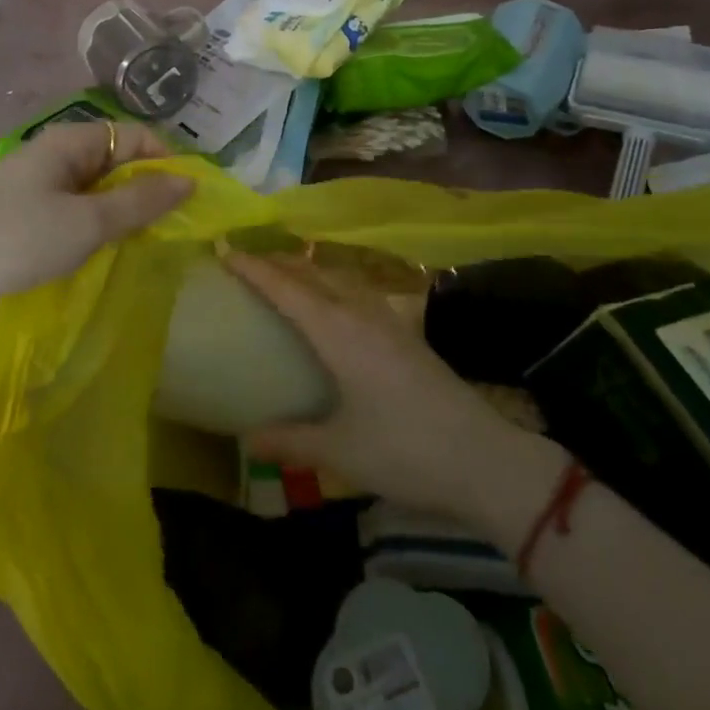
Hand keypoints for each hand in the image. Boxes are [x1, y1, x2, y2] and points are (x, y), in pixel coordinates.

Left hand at [0, 122, 192, 315]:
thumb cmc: (16, 238)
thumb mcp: (87, 222)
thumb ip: (140, 202)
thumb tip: (189, 181)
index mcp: (72, 141)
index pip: (136, 136)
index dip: (167, 161)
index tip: (189, 200)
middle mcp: (56, 154)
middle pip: (116, 161)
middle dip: (146, 190)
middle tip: (170, 229)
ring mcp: (37, 183)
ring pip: (95, 189)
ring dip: (120, 212)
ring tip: (141, 243)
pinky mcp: (23, 212)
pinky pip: (73, 209)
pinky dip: (93, 225)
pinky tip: (100, 251)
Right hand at [227, 252, 563, 530]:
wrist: (484, 459)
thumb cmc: (405, 451)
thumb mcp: (339, 451)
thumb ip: (290, 440)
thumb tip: (246, 439)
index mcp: (339, 332)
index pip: (287, 288)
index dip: (255, 268)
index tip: (225, 250)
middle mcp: (362, 314)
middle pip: (314, 274)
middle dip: (279, 262)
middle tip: (247, 261)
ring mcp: (389, 321)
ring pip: (339, 279)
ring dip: (309, 271)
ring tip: (285, 276)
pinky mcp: (406, 334)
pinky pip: (358, 293)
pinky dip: (333, 286)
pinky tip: (334, 305)